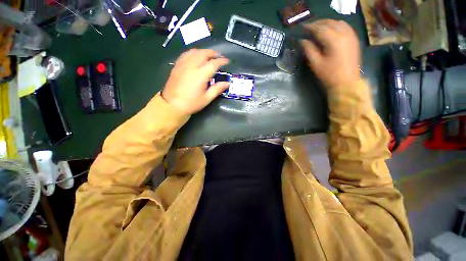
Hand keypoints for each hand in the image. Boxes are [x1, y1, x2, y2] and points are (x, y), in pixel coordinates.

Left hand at [161, 49, 229, 113]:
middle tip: (219, 55)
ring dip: (203, 51)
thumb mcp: (207, 98)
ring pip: (194, 52)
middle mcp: (191, 66)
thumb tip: (227, 83)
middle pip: (203, 54)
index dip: (221, 61)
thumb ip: (217, 89)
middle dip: (213, 53)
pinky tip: (195, 55)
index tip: (227, 61)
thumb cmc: (191, 103)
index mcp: (200, 75)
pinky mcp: (177, 66)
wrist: (172, 105)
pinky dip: (193, 52)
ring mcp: (183, 65)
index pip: (213, 63)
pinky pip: (186, 54)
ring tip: (209, 54)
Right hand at [300, 19, 360, 87]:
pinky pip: (344, 26)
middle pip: (329, 23)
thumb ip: (308, 49)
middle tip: (308, 27)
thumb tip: (302, 40)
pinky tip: (330, 29)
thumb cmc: (329, 74)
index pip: (320, 29)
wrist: (347, 82)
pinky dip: (335, 25)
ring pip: (338, 22)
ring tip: (318, 27)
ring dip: (326, 23)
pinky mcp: (354, 39)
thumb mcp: (315, 63)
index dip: (310, 27)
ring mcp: (351, 35)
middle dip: (318, 23)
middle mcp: (344, 34)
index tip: (302, 27)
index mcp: (334, 40)